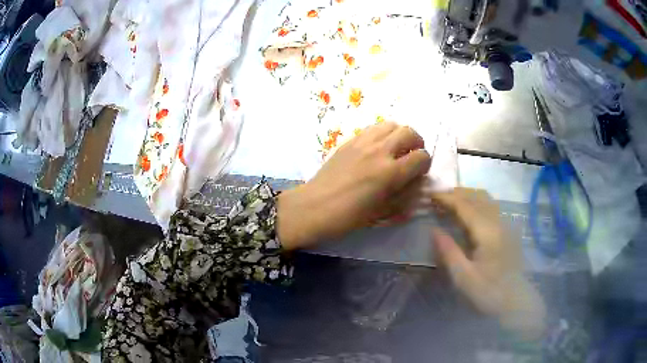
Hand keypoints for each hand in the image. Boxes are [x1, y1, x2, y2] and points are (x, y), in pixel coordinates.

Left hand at [277, 122, 430, 248]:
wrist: (315, 206)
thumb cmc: (349, 216)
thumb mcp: (383, 213)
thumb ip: (405, 195)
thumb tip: (417, 181)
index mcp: (391, 172)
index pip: (421, 157)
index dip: (425, 164)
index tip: (419, 172)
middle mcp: (380, 151)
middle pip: (409, 132)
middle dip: (417, 143)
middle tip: (411, 156)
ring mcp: (363, 142)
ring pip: (391, 124)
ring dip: (399, 135)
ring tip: (395, 148)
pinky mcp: (350, 140)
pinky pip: (373, 128)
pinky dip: (382, 134)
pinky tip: (377, 148)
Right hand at [431, 188, 545, 338]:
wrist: (517, 301)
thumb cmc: (489, 293)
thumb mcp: (464, 278)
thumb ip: (449, 253)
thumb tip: (434, 230)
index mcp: (487, 232)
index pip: (465, 206)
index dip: (447, 198)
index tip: (430, 195)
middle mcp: (498, 222)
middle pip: (477, 196)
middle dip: (456, 193)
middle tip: (437, 197)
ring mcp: (506, 225)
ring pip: (486, 199)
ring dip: (468, 195)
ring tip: (451, 200)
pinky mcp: (508, 231)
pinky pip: (491, 206)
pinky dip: (477, 201)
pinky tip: (471, 211)